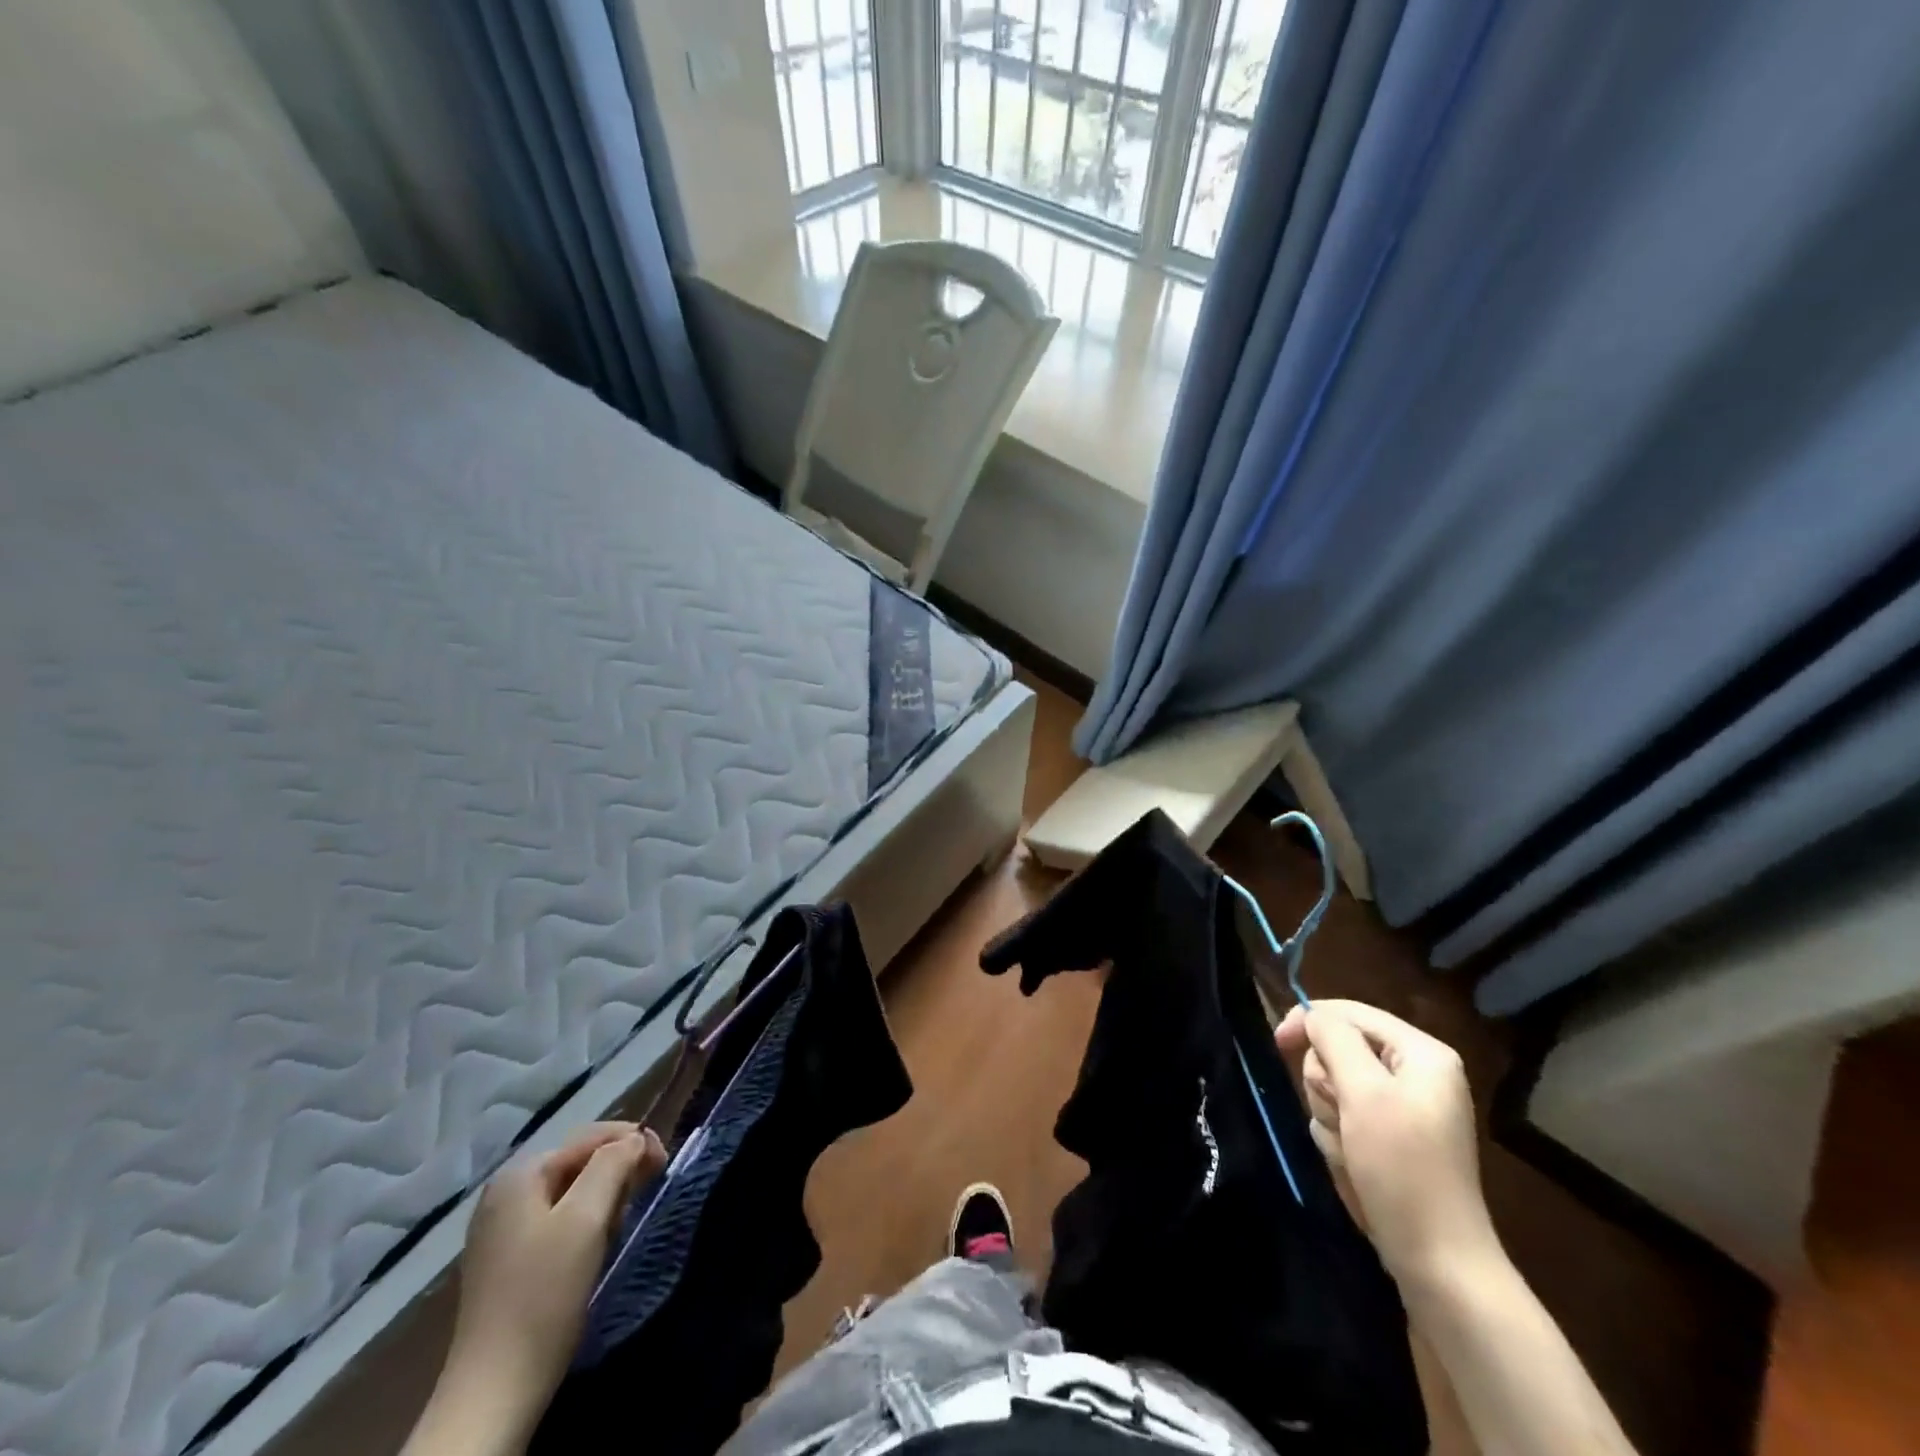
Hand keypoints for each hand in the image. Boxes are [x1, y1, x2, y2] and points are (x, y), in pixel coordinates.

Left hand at [428, 1122, 665, 1447]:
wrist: (495, 1389)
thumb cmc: (544, 1293)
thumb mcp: (586, 1218)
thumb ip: (613, 1164)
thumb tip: (634, 1140)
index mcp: (520, 1174)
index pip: (590, 1136)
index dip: (632, 1141)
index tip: (664, 1162)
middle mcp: (505, 1192)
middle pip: (579, 1160)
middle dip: (618, 1169)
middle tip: (647, 1189)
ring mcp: (503, 1227)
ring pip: (571, 1190)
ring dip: (604, 1196)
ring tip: (622, 1218)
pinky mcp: (508, 1259)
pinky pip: (557, 1218)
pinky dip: (584, 1221)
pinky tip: (596, 1243)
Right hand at [1276, 1000, 1496, 1285]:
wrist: (1437, 1262)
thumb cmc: (1402, 1168)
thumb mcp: (1363, 1093)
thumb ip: (1334, 1040)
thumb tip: (1312, 1015)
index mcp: (1423, 1054)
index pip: (1350, 1012)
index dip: (1310, 1021)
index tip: (1277, 1042)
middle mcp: (1416, 1074)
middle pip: (1339, 1049)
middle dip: (1327, 1081)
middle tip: (1340, 1115)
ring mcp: (1404, 1109)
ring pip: (1334, 1085)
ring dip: (1329, 1113)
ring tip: (1349, 1146)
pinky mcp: (1390, 1139)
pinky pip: (1343, 1116)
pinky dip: (1338, 1136)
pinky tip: (1352, 1163)